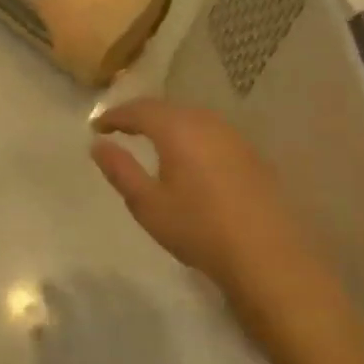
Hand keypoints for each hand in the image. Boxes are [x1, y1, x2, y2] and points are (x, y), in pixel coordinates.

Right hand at [91, 99, 339, 323]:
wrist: (267, 255)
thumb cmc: (198, 228)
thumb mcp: (147, 204)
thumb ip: (120, 170)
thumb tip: (98, 145)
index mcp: (178, 129)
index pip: (139, 110)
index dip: (115, 115)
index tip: (97, 126)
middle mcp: (207, 123)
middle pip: (167, 108)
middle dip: (141, 115)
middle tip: (120, 128)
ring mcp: (233, 136)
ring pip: (192, 117)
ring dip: (167, 123)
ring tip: (150, 139)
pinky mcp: (251, 154)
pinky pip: (211, 131)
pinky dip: (190, 135)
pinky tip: (188, 155)